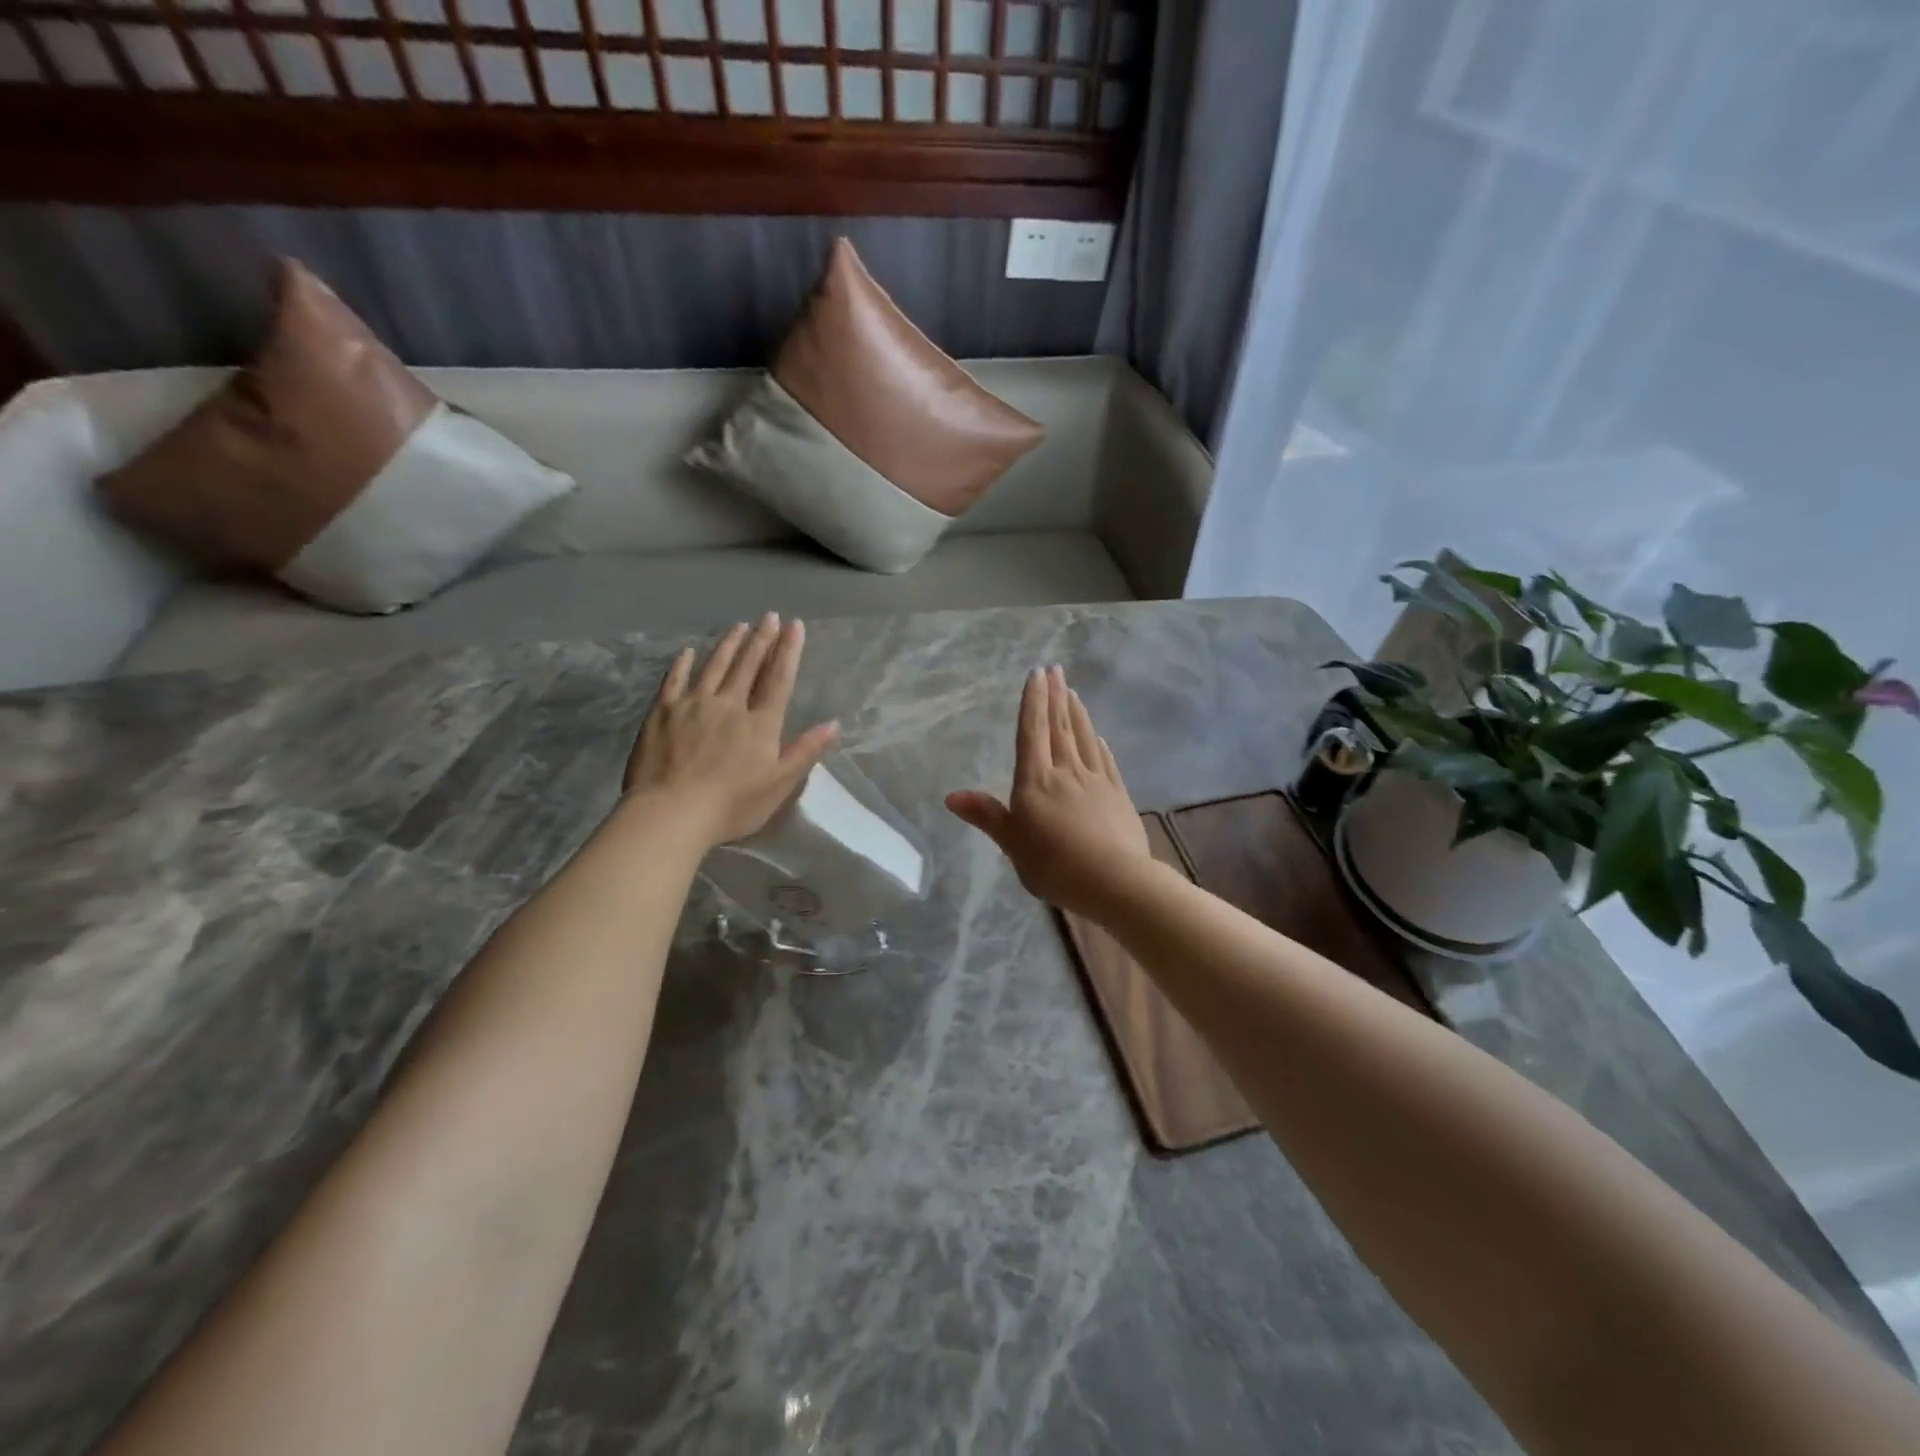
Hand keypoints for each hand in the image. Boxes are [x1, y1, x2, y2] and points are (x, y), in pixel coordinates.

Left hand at [623, 613, 839, 847]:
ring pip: (715, 666)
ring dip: (729, 644)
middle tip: (769, 616)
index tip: (795, 626)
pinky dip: (682, 663)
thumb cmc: (731, 805)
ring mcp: (693, 704)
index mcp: (760, 723)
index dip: (788, 651)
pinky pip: (674, 680)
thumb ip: (805, 751)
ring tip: (740, 626)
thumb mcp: (779, 784)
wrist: (671, 812)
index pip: (778, 679)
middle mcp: (730, 704)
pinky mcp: (662, 712)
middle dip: (761, 639)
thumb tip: (834, 724)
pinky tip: (688, 651)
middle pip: (748, 666)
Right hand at [947, 666, 1155, 918]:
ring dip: (1078, 713)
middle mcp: (1066, 771)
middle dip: (1056, 696)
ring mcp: (1096, 781)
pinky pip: (1106, 762)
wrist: (1113, 880)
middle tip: (1057, 669)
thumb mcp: (1011, 843)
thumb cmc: (1053, 863)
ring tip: (1074, 692)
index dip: (1033, 701)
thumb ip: (986, 815)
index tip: (1037, 673)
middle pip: (1060, 727)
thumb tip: (950, 796)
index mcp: (1036, 780)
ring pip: (1085, 739)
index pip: (1032, 732)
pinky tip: (1100, 738)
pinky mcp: (1118, 795)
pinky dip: (1100, 746)